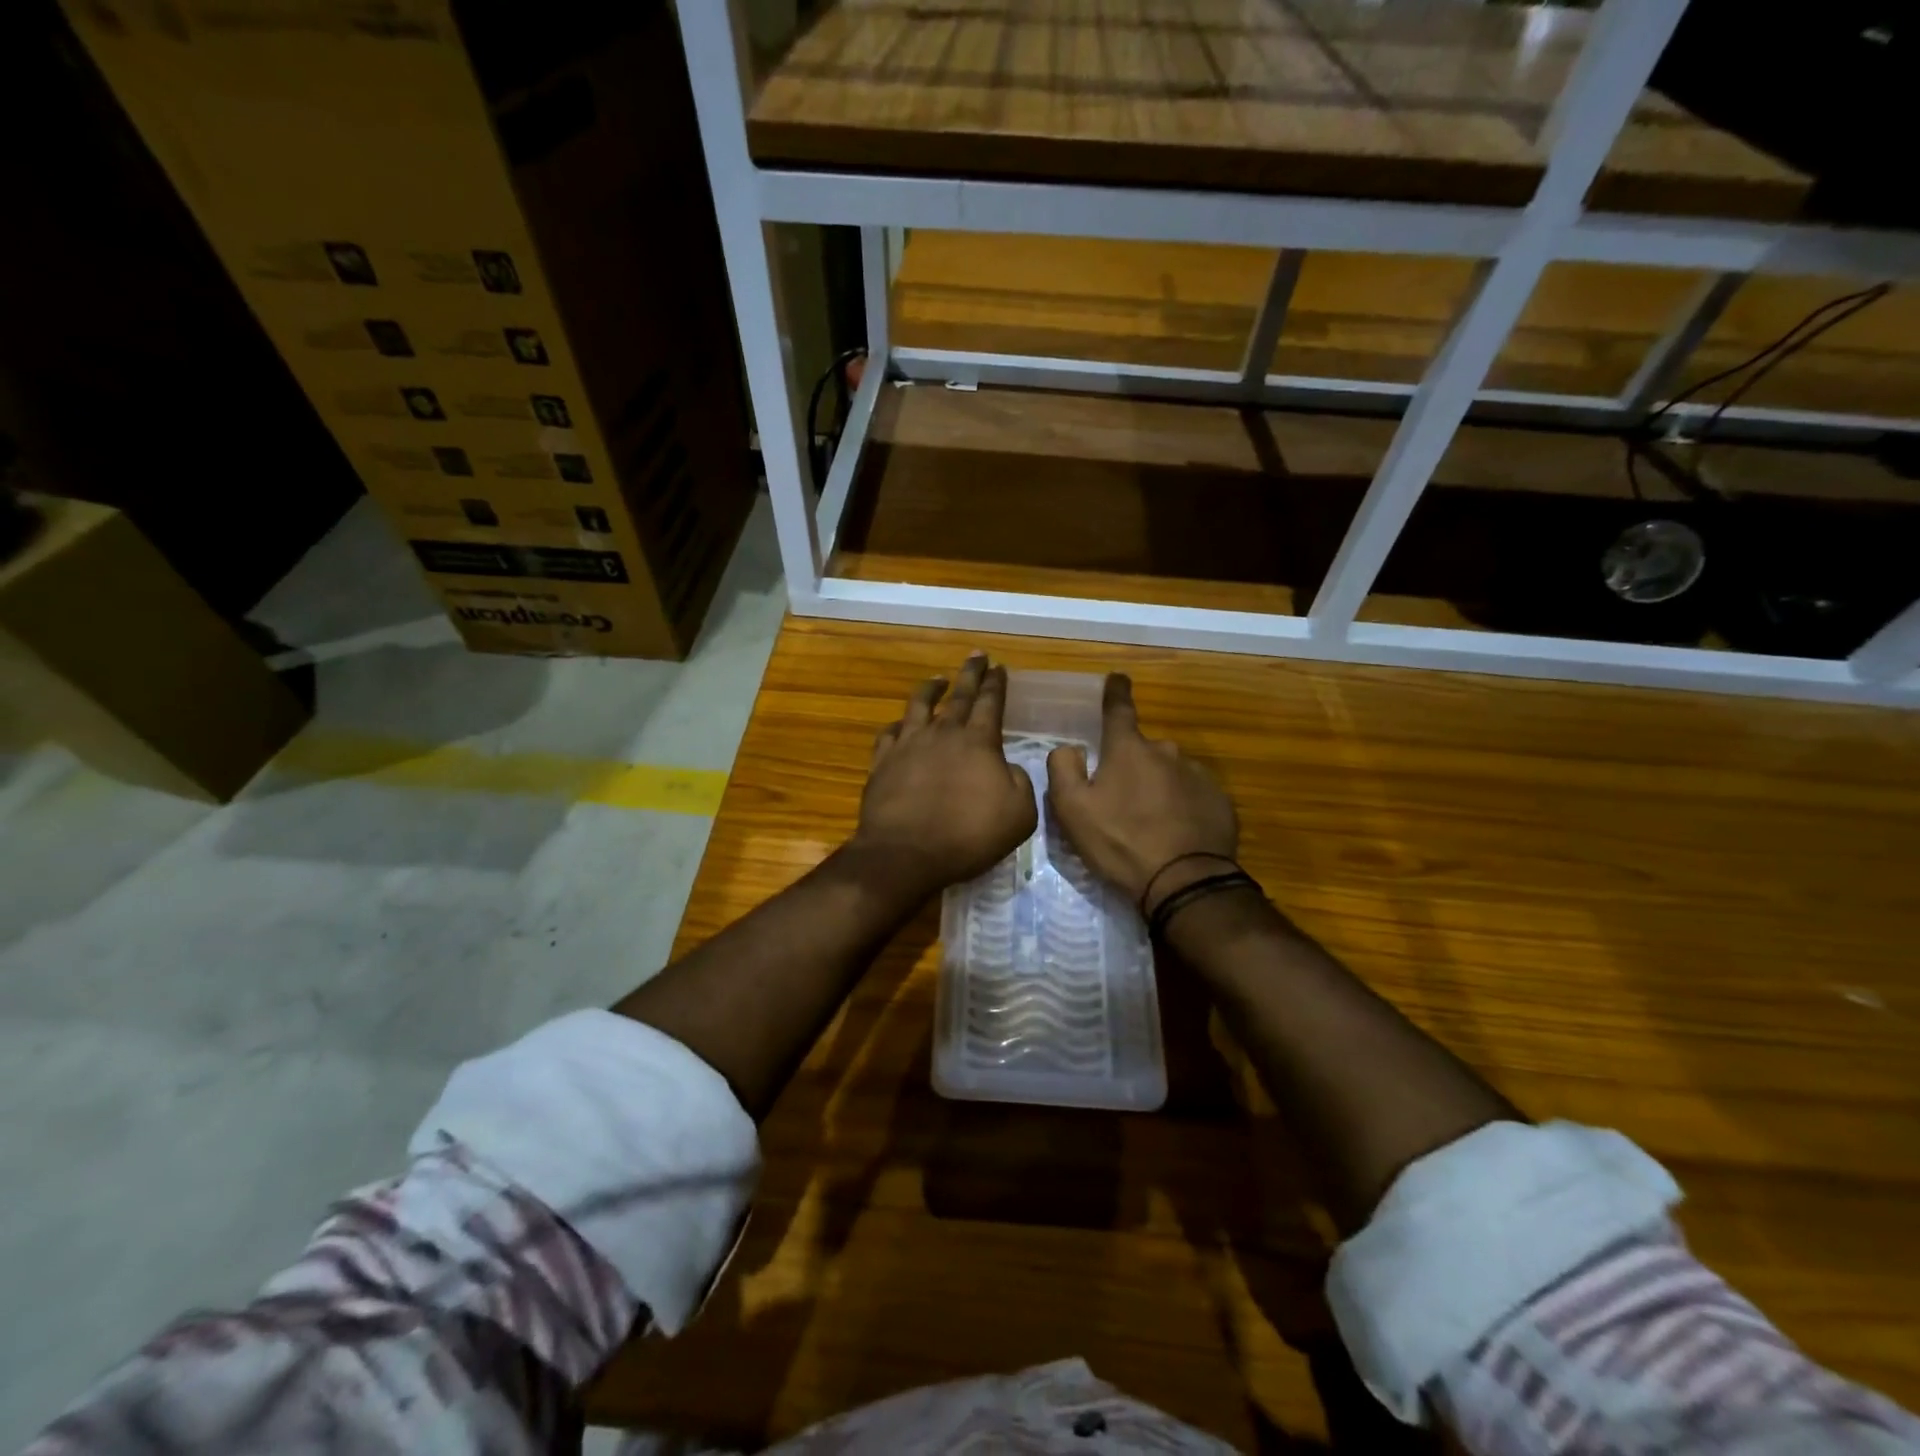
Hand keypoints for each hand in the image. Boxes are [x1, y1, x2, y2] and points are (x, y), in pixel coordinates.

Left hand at [854, 654, 1038, 894]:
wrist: (907, 853)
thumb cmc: (969, 835)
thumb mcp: (1019, 815)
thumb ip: (1020, 783)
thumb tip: (1008, 768)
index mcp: (979, 742)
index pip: (990, 702)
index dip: (996, 683)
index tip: (999, 666)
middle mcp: (943, 733)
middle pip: (959, 695)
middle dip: (970, 673)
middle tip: (976, 656)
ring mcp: (908, 745)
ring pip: (919, 705)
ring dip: (931, 688)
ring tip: (938, 679)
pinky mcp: (882, 762)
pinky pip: (889, 733)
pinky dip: (897, 724)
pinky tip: (900, 724)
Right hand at [1046, 673, 1238, 909]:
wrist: (1184, 882)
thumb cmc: (1120, 842)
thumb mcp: (1072, 809)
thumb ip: (1063, 769)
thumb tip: (1070, 748)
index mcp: (1128, 750)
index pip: (1119, 709)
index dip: (1115, 692)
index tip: (1117, 678)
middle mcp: (1166, 752)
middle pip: (1143, 750)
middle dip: (1131, 765)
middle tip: (1120, 800)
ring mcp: (1197, 775)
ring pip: (1169, 772)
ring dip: (1157, 787)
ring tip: (1149, 823)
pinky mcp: (1219, 801)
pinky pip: (1192, 795)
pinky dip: (1182, 806)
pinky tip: (1175, 833)